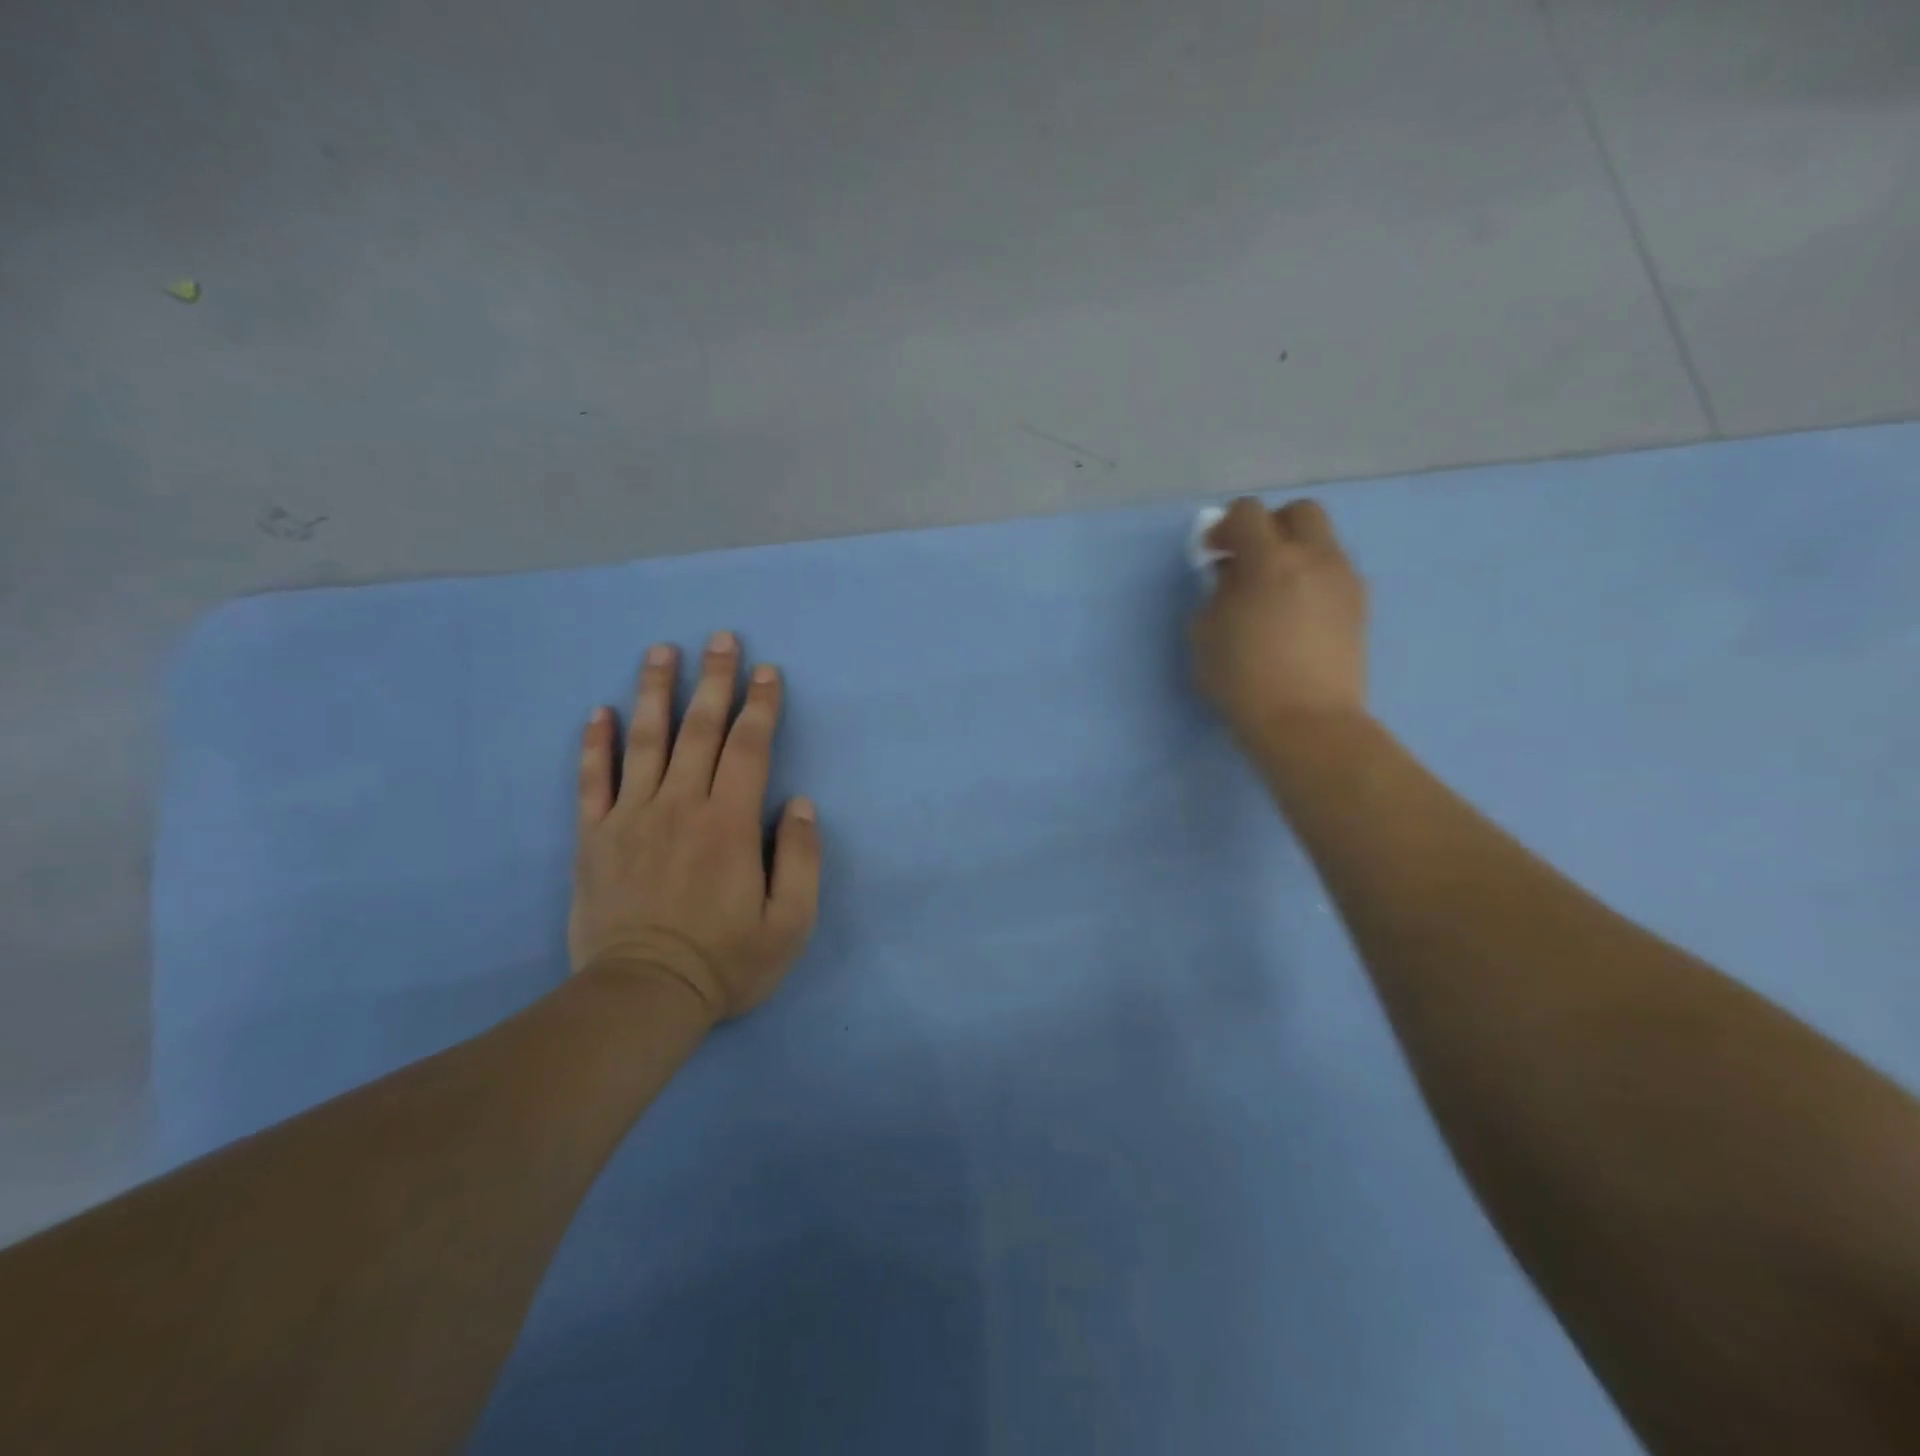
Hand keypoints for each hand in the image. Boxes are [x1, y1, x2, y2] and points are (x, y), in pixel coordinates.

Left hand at [568, 631, 820, 1022]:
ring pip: (645, 740)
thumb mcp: (790, 922)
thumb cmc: (725, 961)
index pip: (750, 747)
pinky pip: (592, 781)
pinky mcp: (595, 838)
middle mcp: (681, 806)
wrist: (642, 997)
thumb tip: (800, 805)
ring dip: (655, 691)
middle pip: (701, 729)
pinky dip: (595, 744)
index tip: (768, 671)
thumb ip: (802, 859)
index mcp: (730, 823)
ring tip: (661, 652)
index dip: (762, 705)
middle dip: (715, 680)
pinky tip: (599, 712)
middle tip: (720, 638)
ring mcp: (632, 818)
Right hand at [1190, 497, 1369, 747]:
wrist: (1306, 722)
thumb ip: (1217, 592)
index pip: (1248, 513)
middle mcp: (1315, 558)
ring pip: (1322, 541)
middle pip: (1299, 512)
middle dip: (1270, 525)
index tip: (1211, 554)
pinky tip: (1294, 612)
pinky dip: (1311, 577)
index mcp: (1271, 560)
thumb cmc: (1243, 679)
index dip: (1224, 527)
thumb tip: (1233, 576)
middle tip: (1248, 557)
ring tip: (1272, 589)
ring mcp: (1344, 580)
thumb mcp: (1206, 633)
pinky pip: (1334, 572)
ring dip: (1294, 552)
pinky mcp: (1359, 606)